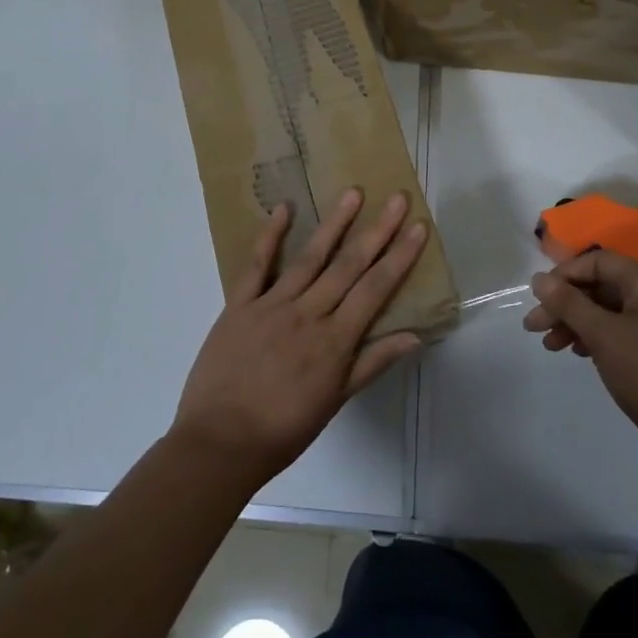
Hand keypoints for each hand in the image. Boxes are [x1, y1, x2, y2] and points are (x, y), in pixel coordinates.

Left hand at [171, 189, 427, 487]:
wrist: (220, 443)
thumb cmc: (283, 430)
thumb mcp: (334, 402)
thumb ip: (371, 364)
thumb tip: (414, 336)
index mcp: (335, 340)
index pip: (375, 289)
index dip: (399, 256)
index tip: (417, 227)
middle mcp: (308, 313)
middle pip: (349, 265)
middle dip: (376, 230)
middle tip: (396, 198)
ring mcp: (272, 305)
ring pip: (310, 257)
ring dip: (334, 224)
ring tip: (353, 194)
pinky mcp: (239, 305)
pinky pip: (256, 265)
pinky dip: (270, 236)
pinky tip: (285, 209)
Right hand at [524, 250, 637, 484]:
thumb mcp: (603, 335)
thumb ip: (569, 304)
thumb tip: (539, 278)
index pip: (599, 261)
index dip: (566, 274)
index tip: (540, 297)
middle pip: (601, 287)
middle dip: (565, 304)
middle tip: (533, 326)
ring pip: (607, 312)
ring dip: (575, 323)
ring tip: (550, 345)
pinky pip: (619, 332)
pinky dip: (594, 338)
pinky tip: (577, 353)